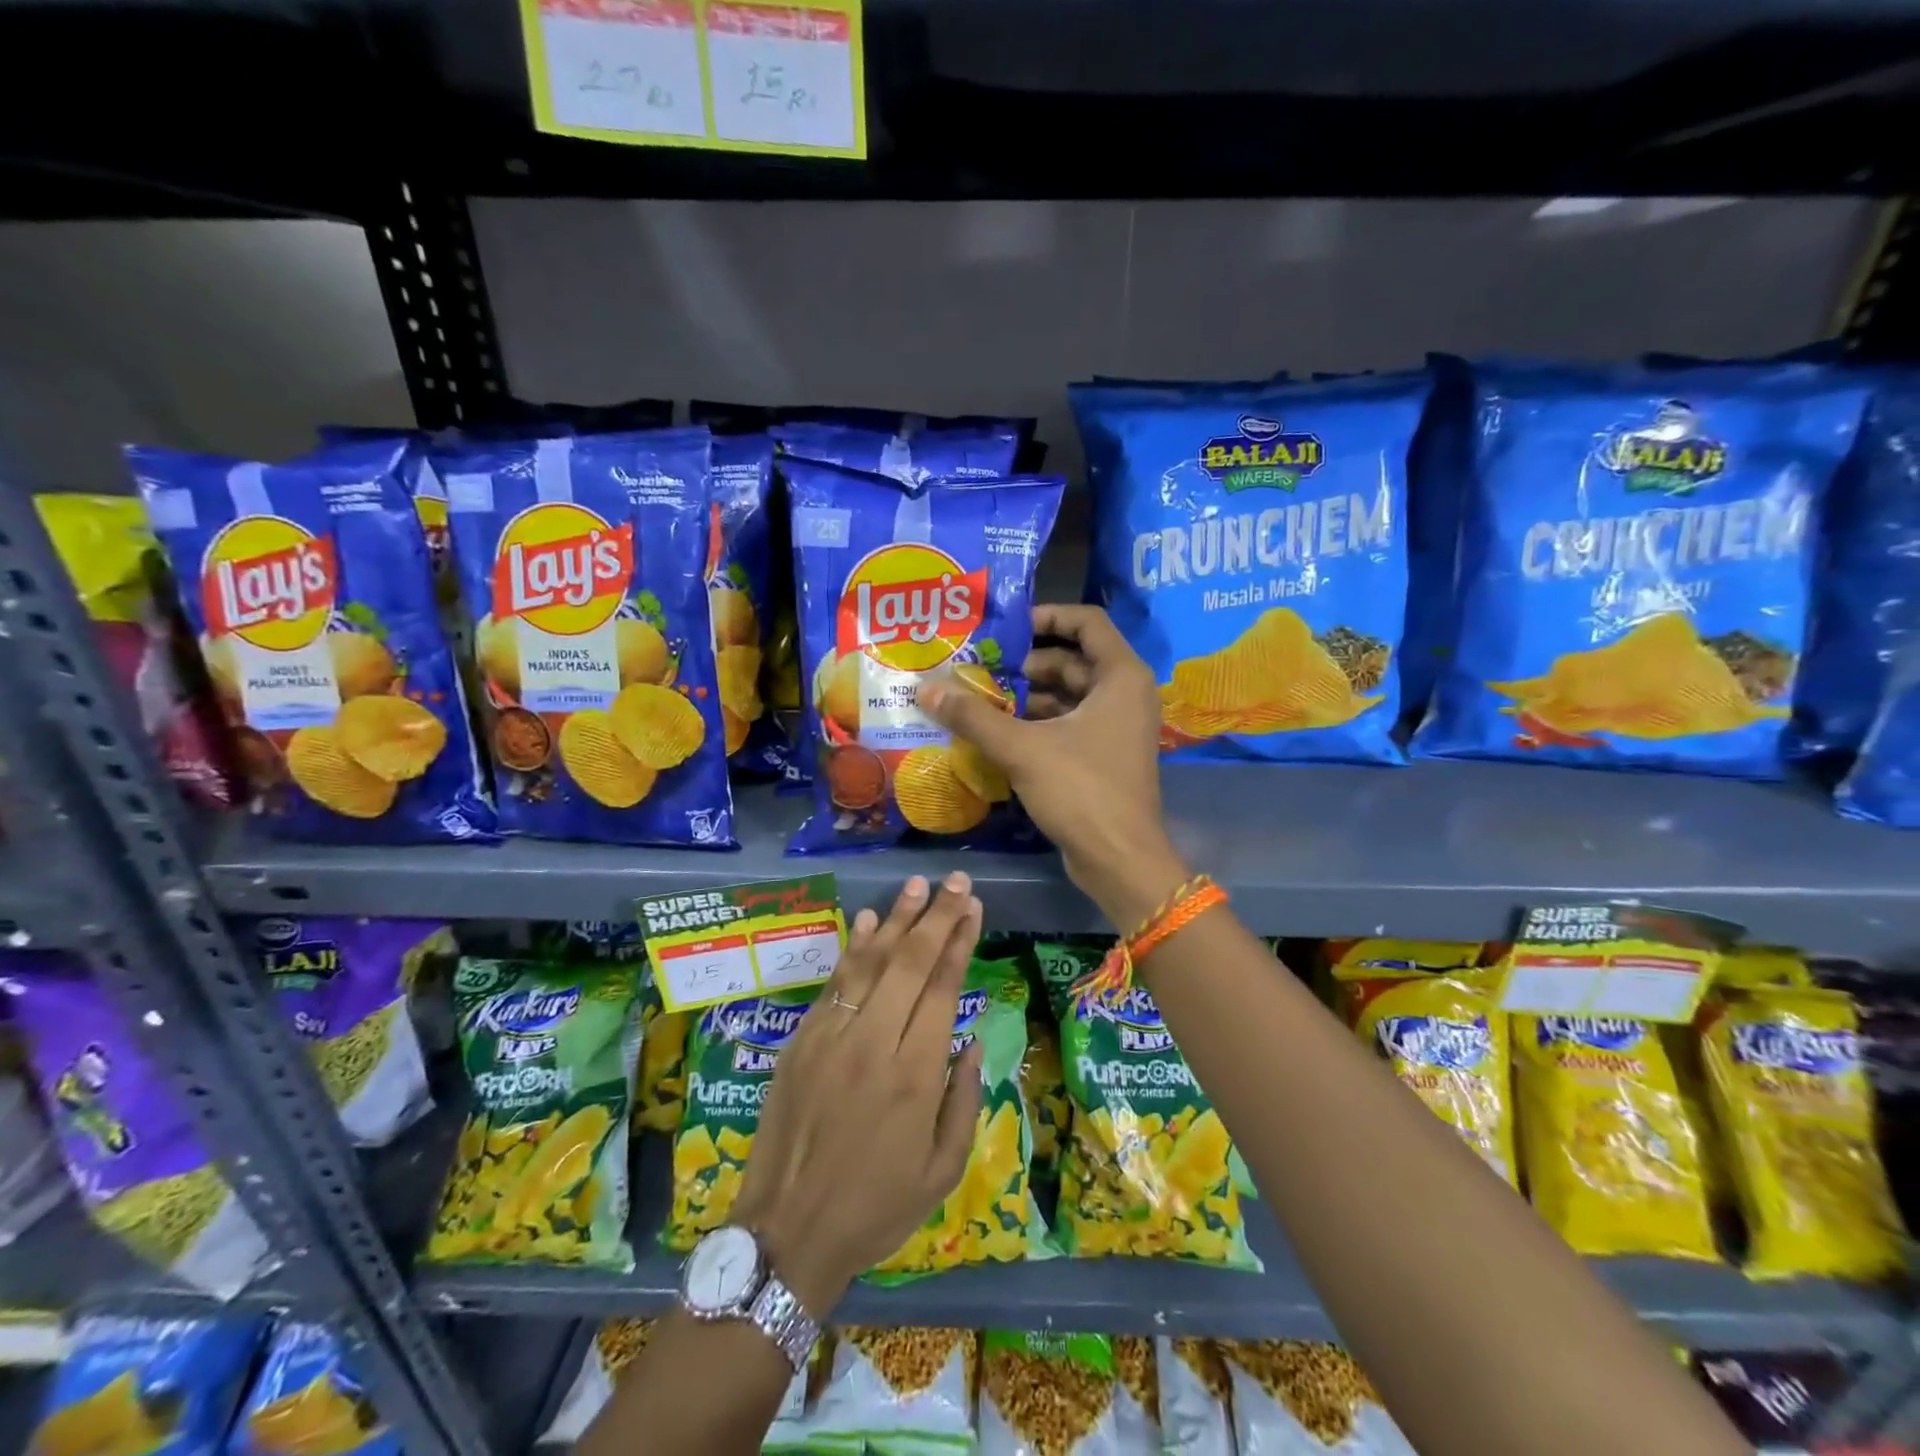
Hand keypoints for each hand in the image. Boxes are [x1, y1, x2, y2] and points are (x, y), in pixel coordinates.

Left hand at [729, 873, 984, 1314]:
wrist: (787, 1232)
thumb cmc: (875, 1208)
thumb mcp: (942, 1171)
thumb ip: (963, 1100)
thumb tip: (973, 1042)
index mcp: (915, 1076)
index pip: (942, 989)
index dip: (959, 942)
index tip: (973, 908)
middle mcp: (874, 1044)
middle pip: (910, 963)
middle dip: (936, 916)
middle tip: (955, 882)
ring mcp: (832, 1036)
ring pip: (870, 963)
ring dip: (897, 919)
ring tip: (918, 886)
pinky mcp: (802, 1040)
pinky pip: (834, 982)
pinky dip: (855, 947)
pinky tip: (871, 920)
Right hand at [919, 604, 1190, 927]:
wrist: (1120, 859)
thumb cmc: (1081, 791)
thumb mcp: (1022, 748)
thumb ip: (974, 717)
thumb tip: (926, 689)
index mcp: (1120, 676)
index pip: (1085, 622)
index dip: (1045, 616)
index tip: (1005, 628)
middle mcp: (1125, 694)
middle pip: (1071, 661)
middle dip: (1025, 665)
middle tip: (978, 669)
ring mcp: (1117, 727)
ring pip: (1068, 696)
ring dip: (1026, 697)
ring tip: (978, 700)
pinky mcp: (1105, 756)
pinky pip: (1068, 724)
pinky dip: (1036, 724)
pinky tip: (997, 732)